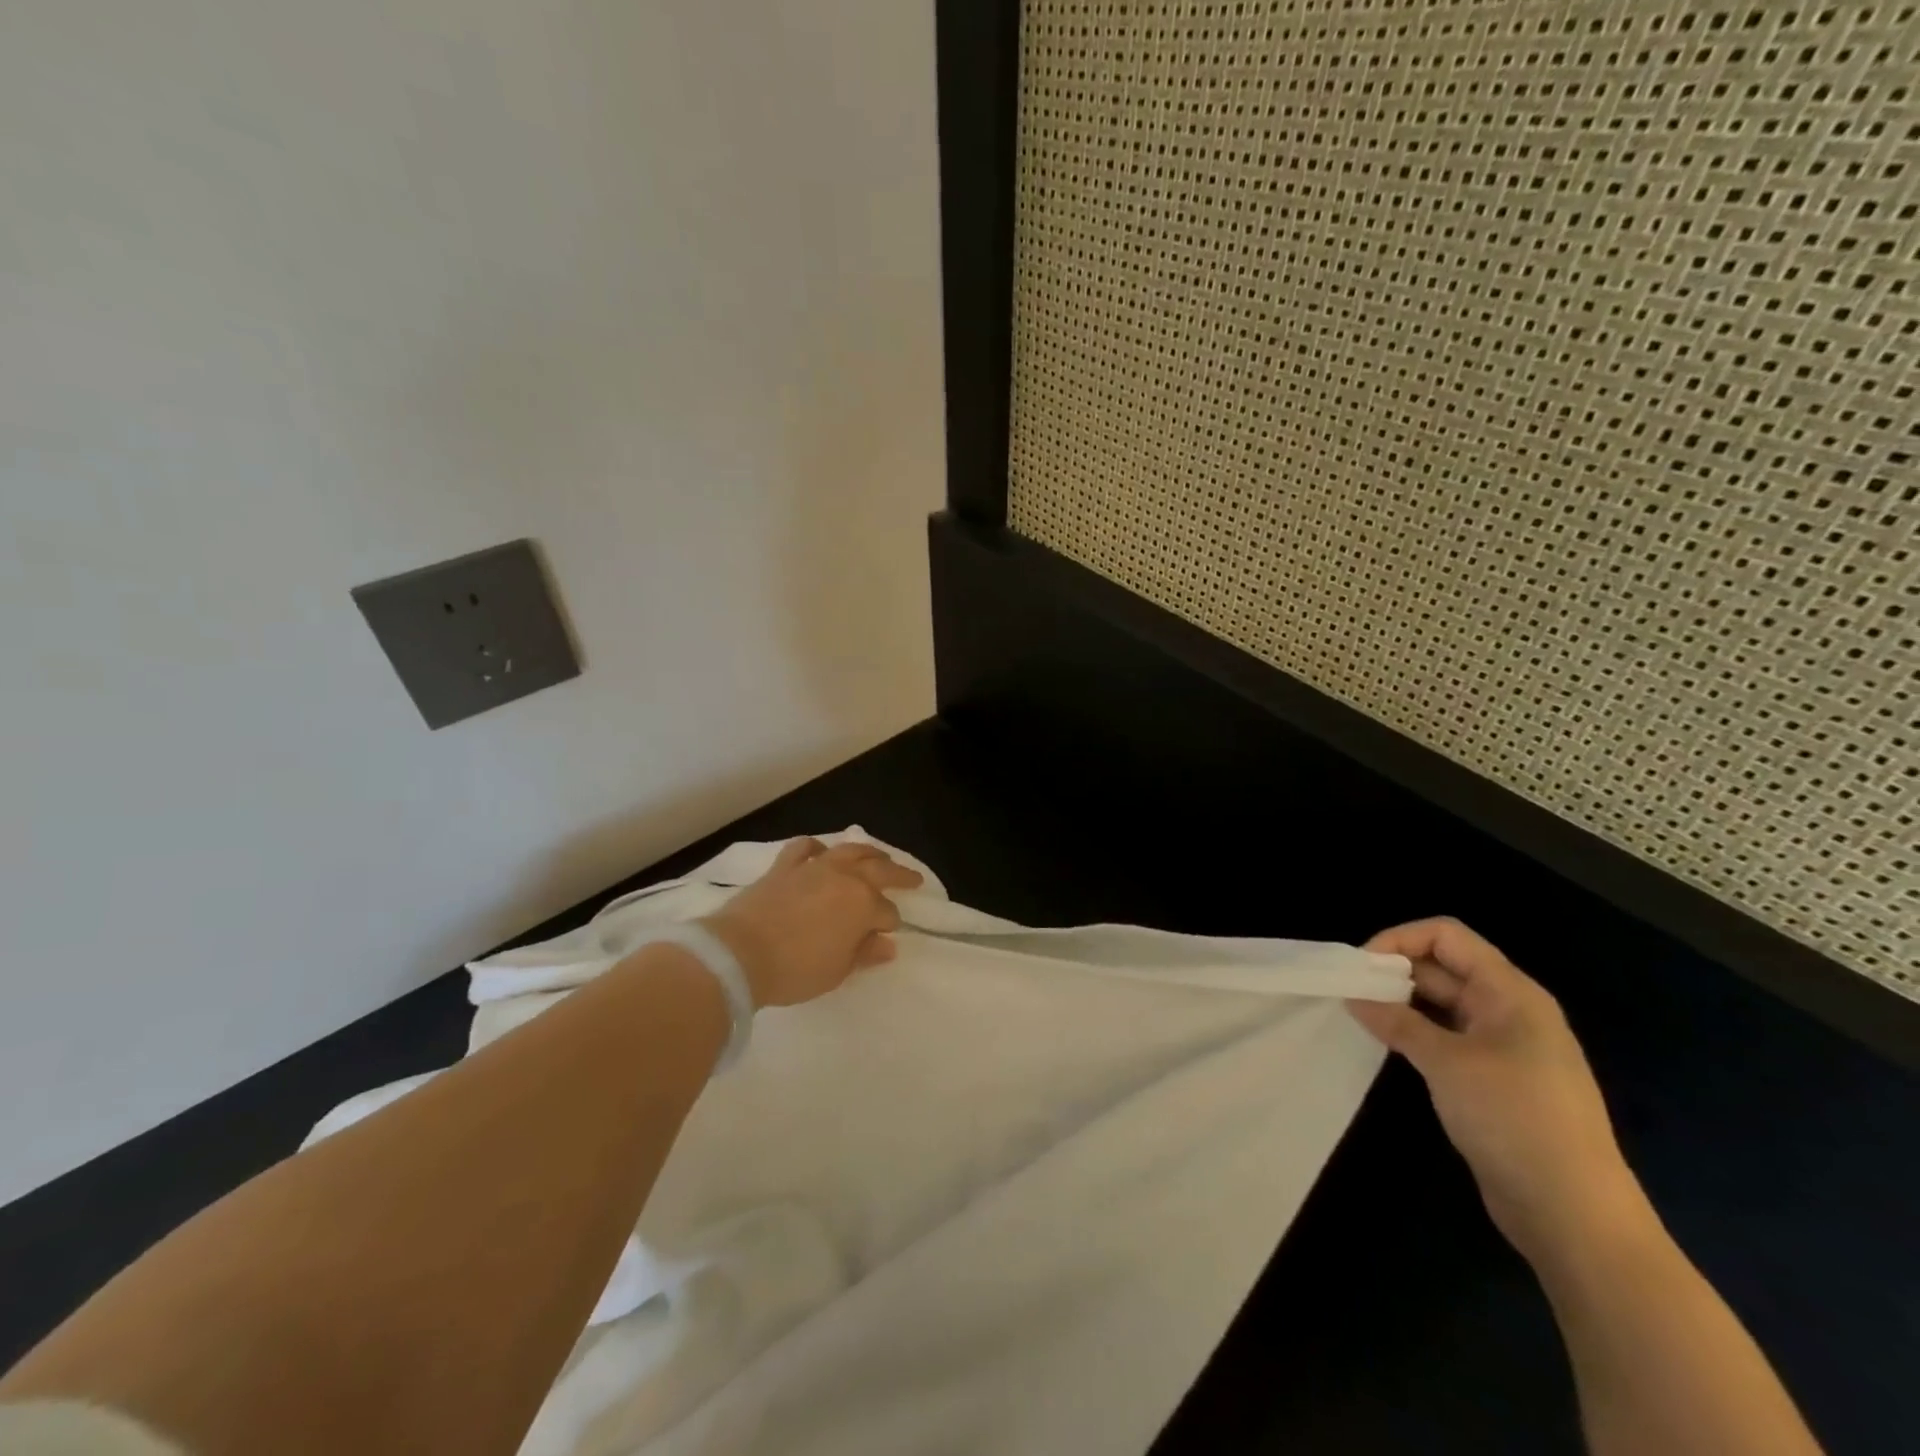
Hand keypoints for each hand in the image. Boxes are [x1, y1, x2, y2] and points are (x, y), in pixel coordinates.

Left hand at [702, 837, 922, 1008]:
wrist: (739, 954)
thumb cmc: (795, 970)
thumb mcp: (837, 971)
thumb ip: (864, 953)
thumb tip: (886, 944)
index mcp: (863, 904)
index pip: (887, 913)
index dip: (890, 925)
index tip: (886, 937)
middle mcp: (844, 877)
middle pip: (880, 871)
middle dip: (900, 876)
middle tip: (913, 879)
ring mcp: (814, 868)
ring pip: (849, 850)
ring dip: (869, 853)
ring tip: (878, 857)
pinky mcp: (785, 866)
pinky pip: (805, 848)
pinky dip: (817, 847)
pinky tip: (822, 852)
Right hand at [1348, 918, 1650, 1266]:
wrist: (1574, 1214)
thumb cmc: (1515, 1119)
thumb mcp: (1447, 1063)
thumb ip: (1398, 1022)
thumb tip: (1355, 998)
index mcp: (1510, 993)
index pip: (1447, 936)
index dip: (1400, 939)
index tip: (1361, 967)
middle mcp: (1509, 1010)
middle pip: (1443, 967)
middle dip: (1394, 972)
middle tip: (1349, 992)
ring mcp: (1504, 1047)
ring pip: (1442, 1004)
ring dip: (1401, 1003)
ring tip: (1359, 1016)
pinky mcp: (1495, 1080)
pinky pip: (1447, 1037)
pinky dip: (1415, 1033)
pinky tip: (1387, 1046)